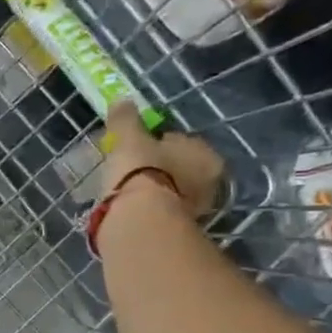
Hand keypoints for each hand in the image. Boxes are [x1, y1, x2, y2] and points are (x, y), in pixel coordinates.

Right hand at [102, 102, 225, 219]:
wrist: (139, 220)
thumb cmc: (140, 171)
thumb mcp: (129, 138)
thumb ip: (126, 119)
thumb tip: (122, 101)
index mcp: (206, 155)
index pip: (181, 142)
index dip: (156, 143)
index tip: (135, 148)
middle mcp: (209, 183)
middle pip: (178, 169)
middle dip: (158, 168)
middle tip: (130, 170)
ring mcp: (195, 211)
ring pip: (170, 192)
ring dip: (153, 190)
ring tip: (125, 191)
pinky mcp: (176, 232)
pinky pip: (159, 212)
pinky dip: (147, 209)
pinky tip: (128, 209)